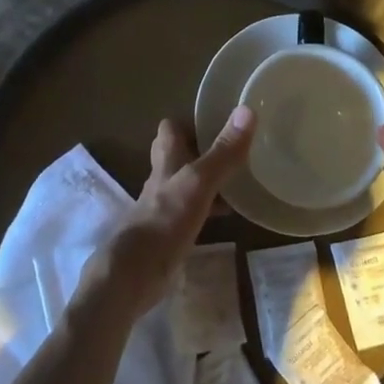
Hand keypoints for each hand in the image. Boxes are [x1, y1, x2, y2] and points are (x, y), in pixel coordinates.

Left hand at [84, 108, 257, 318]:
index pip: (171, 128)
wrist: (136, 273)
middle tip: (233, 151)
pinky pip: (192, 212)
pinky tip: (227, 216)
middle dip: (202, 151)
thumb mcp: (199, 182)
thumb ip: (223, 152)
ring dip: (208, 180)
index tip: (218, 123)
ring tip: (239, 180)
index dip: (190, 122)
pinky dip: (208, 209)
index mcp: (166, 159)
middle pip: (179, 155)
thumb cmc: (165, 220)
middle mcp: (163, 179)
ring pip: (187, 183)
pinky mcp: (170, 233)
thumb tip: (247, 109)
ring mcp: (165, 207)